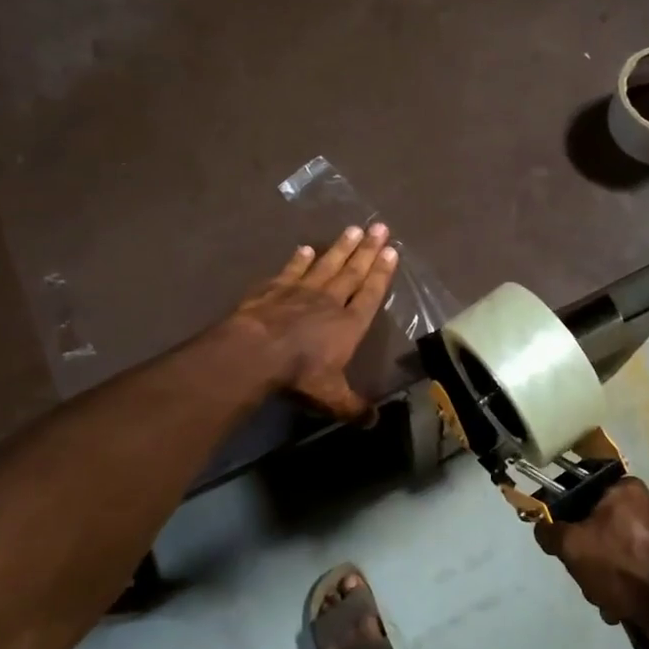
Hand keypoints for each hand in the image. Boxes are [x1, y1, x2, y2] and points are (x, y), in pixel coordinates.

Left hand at [229, 223, 398, 419]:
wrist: (256, 352)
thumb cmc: (300, 374)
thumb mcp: (332, 398)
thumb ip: (354, 407)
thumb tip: (374, 421)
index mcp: (349, 324)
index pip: (371, 294)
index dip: (382, 274)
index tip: (391, 251)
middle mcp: (329, 301)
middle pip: (352, 272)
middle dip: (367, 250)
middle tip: (379, 227)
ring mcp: (300, 291)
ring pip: (326, 264)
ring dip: (340, 247)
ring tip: (353, 228)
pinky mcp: (273, 289)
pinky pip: (290, 270)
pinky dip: (299, 259)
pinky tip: (305, 248)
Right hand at [534, 478, 648, 629]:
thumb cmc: (622, 566)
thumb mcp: (572, 546)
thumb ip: (551, 532)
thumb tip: (542, 526)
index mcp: (626, 489)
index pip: (584, 491)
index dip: (567, 515)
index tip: (562, 538)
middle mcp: (647, 504)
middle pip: (597, 526)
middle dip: (587, 556)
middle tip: (584, 572)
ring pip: (614, 551)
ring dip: (603, 576)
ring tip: (604, 597)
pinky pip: (633, 568)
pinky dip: (624, 585)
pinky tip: (620, 605)